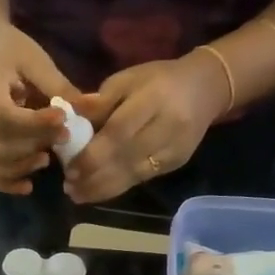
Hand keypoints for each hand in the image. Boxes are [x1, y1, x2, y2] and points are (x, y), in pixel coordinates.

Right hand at [0, 20, 77, 194]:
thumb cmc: (8, 50)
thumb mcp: (33, 60)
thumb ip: (57, 86)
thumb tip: (90, 106)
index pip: (6, 116)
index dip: (35, 123)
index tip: (62, 117)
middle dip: (33, 145)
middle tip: (63, 137)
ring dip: (21, 167)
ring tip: (46, 160)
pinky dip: (7, 183)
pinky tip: (28, 186)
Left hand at [63, 53, 229, 204]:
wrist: (206, 88)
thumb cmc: (159, 79)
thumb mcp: (127, 79)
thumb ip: (100, 101)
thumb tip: (71, 118)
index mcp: (153, 99)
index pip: (119, 133)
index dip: (93, 154)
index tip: (69, 168)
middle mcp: (167, 127)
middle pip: (126, 159)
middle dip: (94, 177)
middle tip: (69, 186)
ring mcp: (175, 149)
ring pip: (134, 175)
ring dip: (103, 189)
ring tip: (78, 195)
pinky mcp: (177, 162)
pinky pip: (143, 178)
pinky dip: (118, 187)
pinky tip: (98, 191)